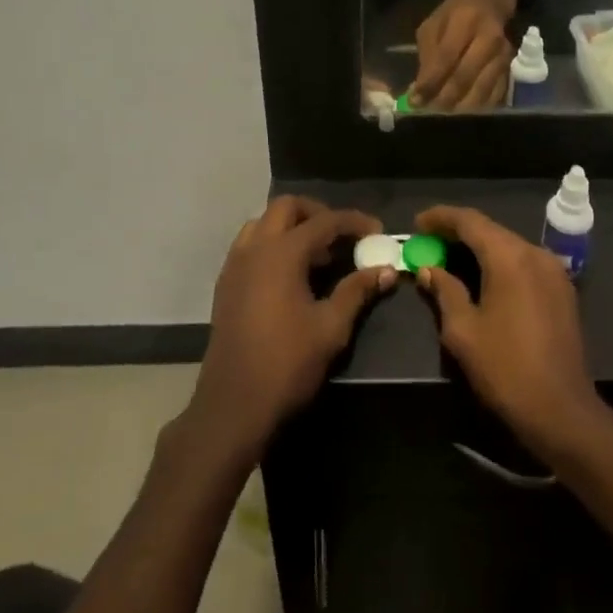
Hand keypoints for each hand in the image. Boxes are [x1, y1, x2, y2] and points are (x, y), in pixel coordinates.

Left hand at [189, 197, 391, 460]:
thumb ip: (357, 291)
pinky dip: (273, 243)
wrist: (233, 405)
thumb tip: (386, 270)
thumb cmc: (287, 364)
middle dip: (318, 213)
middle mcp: (254, 248)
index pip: (324, 221)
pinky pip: (250, 245)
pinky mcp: (225, 284)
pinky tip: (291, 274)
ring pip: (263, 223)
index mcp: (281, 253)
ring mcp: (234, 265)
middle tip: (343, 236)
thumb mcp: (331, 328)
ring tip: (317, 254)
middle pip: (287, 208)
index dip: (353, 221)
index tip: (377, 230)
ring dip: (292, 226)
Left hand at [411, 0, 515, 110]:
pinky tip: (464, 107)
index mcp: (465, 22)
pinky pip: (495, 94)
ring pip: (481, 90)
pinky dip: (478, 106)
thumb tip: (420, 90)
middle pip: (464, 78)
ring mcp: (504, 54)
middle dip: (444, 99)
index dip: (430, 83)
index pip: (446, 58)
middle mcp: (489, 39)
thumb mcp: (434, 25)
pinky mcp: (512, 66)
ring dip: (460, 106)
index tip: (415, 101)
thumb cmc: (456, 12)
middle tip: (429, 110)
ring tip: (444, 111)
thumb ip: (427, 56)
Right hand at [413, 205, 608, 463]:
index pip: (470, 221)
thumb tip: (429, 270)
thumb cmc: (505, 369)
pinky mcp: (562, 290)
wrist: (561, 410)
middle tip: (429, 242)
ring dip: (480, 247)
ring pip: (509, 245)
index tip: (417, 223)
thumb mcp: (462, 331)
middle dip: (458, 232)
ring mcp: (554, 271)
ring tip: (450, 257)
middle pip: (491, 230)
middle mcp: (535, 254)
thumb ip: (444, 291)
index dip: (441, 217)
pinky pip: (524, 262)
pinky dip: (500, 262)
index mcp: (510, 257)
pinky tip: (482, 277)